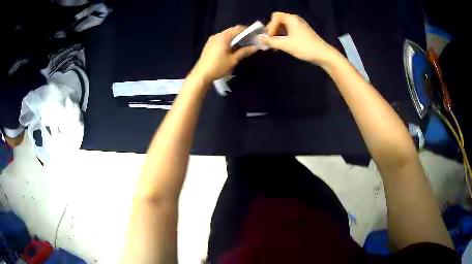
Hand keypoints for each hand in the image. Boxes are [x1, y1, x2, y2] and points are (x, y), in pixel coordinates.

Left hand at [192, 26, 257, 82]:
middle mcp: (217, 35)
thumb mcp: (233, 60)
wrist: (201, 75)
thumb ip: (244, 52)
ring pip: (227, 35)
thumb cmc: (218, 67)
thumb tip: (255, 47)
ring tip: (243, 46)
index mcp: (224, 37)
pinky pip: (221, 39)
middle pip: (232, 31)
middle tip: (250, 41)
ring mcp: (212, 39)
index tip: (255, 36)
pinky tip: (232, 49)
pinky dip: (228, 41)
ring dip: (235, 38)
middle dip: (242, 35)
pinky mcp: (209, 44)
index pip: (238, 28)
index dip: (248, 31)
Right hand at [260, 12, 337, 66]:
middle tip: (271, 42)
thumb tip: (259, 39)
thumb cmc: (304, 47)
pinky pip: (289, 30)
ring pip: (284, 26)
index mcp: (291, 18)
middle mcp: (295, 19)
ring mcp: (299, 25)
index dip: (270, 27)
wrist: (323, 54)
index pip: (274, 17)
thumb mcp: (285, 45)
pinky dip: (284, 36)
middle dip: (273, 31)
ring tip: (276, 46)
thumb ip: (270, 42)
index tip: (270, 38)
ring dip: (278, 35)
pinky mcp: (303, 31)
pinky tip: (284, 46)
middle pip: (278, 20)